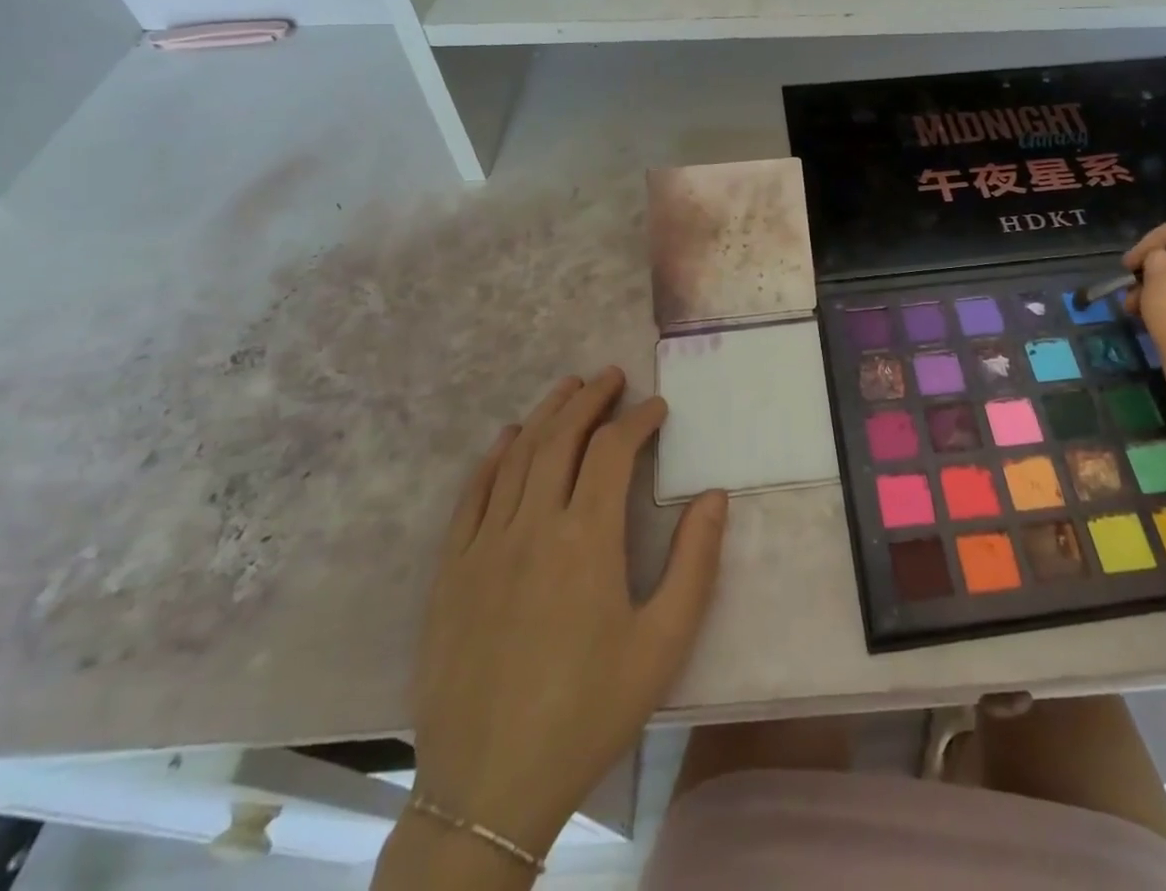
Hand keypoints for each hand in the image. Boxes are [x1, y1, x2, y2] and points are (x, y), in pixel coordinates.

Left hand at [408, 368, 727, 859]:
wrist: (488, 790)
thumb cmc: (588, 713)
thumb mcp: (663, 644)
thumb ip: (695, 563)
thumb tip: (714, 496)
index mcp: (587, 539)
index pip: (613, 450)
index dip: (638, 419)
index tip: (657, 407)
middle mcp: (533, 525)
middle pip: (562, 438)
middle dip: (590, 399)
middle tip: (612, 376)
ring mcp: (485, 545)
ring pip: (518, 456)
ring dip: (546, 414)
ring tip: (569, 387)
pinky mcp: (451, 571)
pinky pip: (472, 496)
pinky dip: (494, 458)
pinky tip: (508, 439)